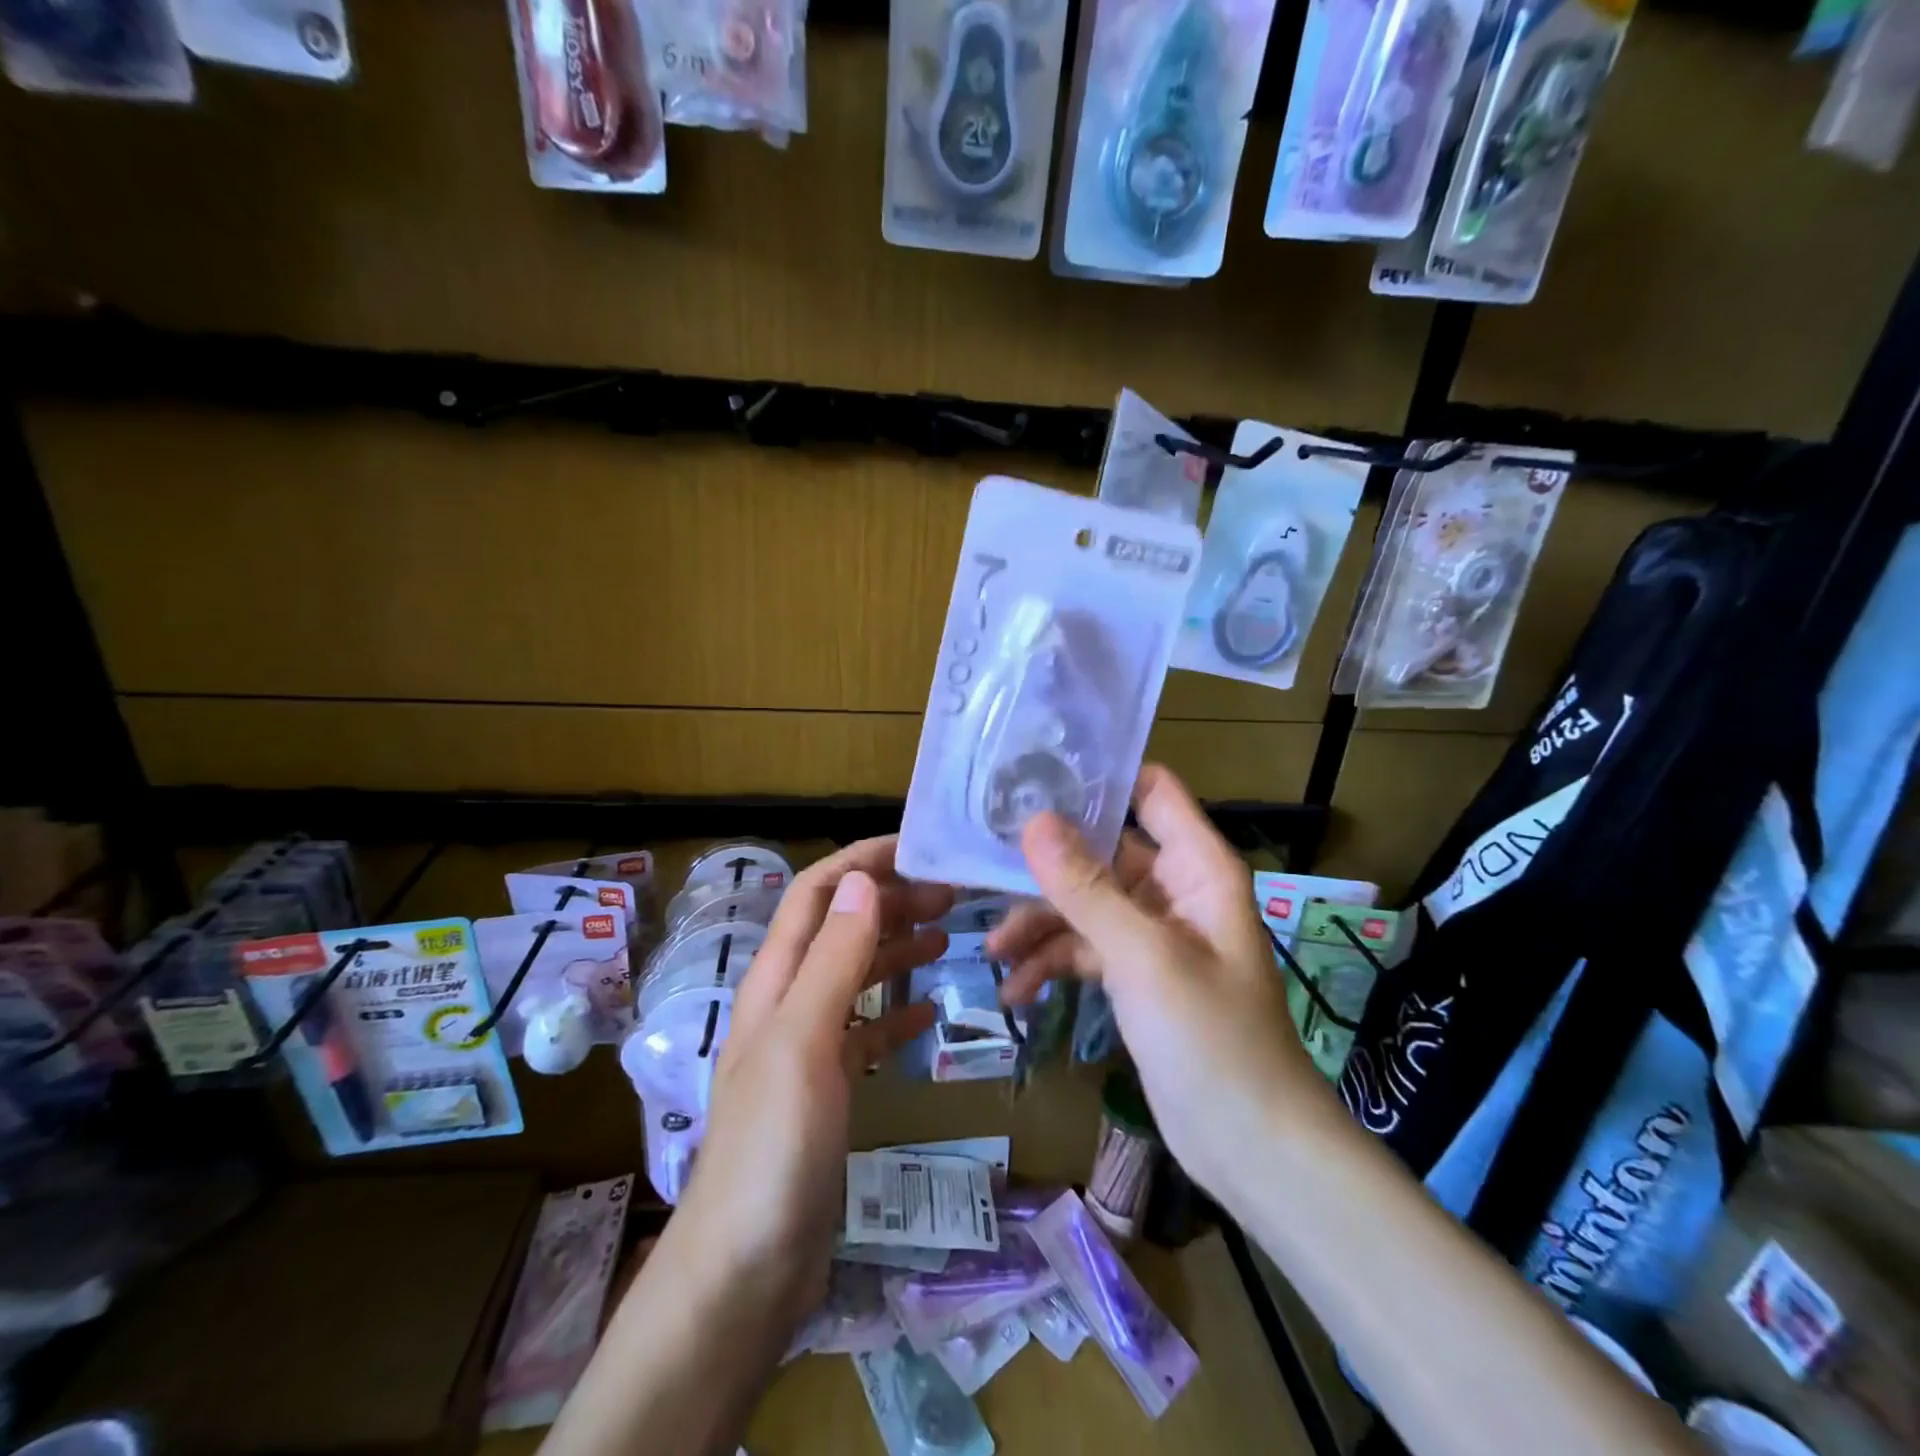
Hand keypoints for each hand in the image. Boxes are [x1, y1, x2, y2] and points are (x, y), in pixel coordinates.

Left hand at [665, 837, 951, 1325]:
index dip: (859, 863)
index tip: (916, 849)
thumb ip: (832, 960)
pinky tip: (929, 1012)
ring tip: (948, 939)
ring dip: (896, 950)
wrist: (747, 1268)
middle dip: (890, 903)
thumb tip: (862, 881)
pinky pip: (866, 1032)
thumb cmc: (774, 1146)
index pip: (815, 895)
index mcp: (777, 982)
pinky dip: (896, 1012)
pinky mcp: (827, 1091)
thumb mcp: (803, 1041)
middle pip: (840, 930)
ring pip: (856, 977)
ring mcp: (808, 1049)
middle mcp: (789, 1004)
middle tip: (951, 897)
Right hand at [988, 764, 1327, 1200]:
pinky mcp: (1135, 976)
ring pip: (1086, 905)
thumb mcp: (1144, 957)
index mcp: (1196, 867)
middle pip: (1102, 852)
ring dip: (1040, 924)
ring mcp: (1153, 935)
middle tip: (985, 869)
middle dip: (1047, 865)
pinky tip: (1016, 990)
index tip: (1034, 778)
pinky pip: (1085, 950)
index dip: (1100, 778)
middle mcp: (1175, 890)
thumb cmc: (1212, 1039)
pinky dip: (1052, 964)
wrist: (1251, 1147)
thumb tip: (1034, 821)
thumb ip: (1087, 888)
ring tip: (993, 952)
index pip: (1151, 791)